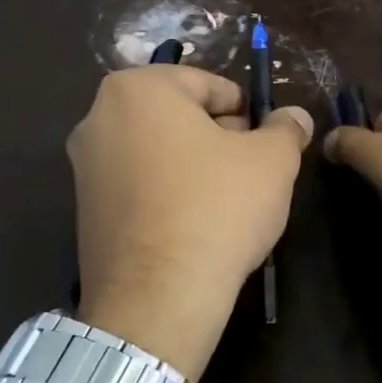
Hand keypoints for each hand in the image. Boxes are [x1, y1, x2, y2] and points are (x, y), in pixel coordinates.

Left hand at [68, 65, 313, 380]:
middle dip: (219, 138)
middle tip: (252, 172)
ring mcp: (85, 167)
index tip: (267, 144)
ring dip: (196, 167)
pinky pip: (140, 186)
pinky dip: (169, 194)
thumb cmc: (218, 208)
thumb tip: (295, 117)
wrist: (159, 297)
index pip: (209, 85)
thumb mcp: (273, 160)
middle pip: (180, 116)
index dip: (247, 113)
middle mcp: (98, 117)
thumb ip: (286, 128)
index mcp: (138, 89)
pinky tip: (196, 226)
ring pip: (159, 152)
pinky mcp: (85, 210)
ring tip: (228, 203)